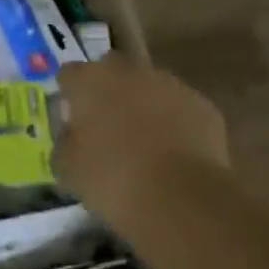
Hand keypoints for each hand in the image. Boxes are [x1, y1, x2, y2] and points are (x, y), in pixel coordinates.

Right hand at [56, 54, 231, 230]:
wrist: (181, 198)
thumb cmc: (111, 178)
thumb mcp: (68, 167)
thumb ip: (65, 142)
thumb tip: (72, 136)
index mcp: (90, 80)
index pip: (69, 74)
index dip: (68, 95)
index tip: (71, 119)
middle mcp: (129, 71)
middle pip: (111, 70)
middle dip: (107, 91)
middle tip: (106, 126)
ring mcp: (171, 85)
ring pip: (149, 87)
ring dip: (143, 106)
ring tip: (143, 143)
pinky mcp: (203, 106)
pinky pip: (180, 109)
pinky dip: (174, 124)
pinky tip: (172, 155)